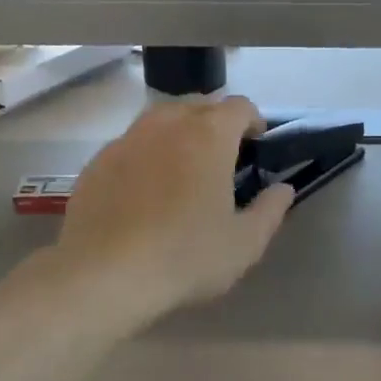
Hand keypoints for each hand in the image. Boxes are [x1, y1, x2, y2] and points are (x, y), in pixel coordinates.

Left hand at [51, 97, 294, 326]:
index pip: (239, 106)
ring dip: (179, 133)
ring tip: (183, 168)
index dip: (253, 121)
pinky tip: (144, 190)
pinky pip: (131, 144)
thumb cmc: (185, 257)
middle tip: (222, 157)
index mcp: (209, 135)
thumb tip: (283, 189)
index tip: (256, 144)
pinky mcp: (97, 161)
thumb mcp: (244, 244)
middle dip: (215, 122)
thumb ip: (270, 210)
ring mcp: (127, 139)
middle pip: (198, 105)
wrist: (103, 275)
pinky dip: (146, 154)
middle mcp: (166, 124)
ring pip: (160, 120)